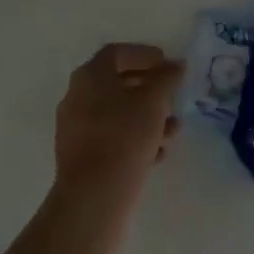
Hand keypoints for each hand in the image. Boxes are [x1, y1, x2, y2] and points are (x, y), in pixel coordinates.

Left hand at [54, 44, 184, 199]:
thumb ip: (167, 78)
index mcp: (89, 76)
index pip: (118, 53)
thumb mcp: (153, 102)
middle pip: (118, 83)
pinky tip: (158, 152)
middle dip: (150, 89)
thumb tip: (176, 65)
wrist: (94, 199)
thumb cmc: (124, 138)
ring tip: (173, 130)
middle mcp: (77, 97)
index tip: (168, 65)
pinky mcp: (82, 158)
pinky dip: (135, 138)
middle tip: (173, 95)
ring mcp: (77, 129)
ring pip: (118, 114)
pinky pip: (112, 138)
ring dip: (147, 117)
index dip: (145, 55)